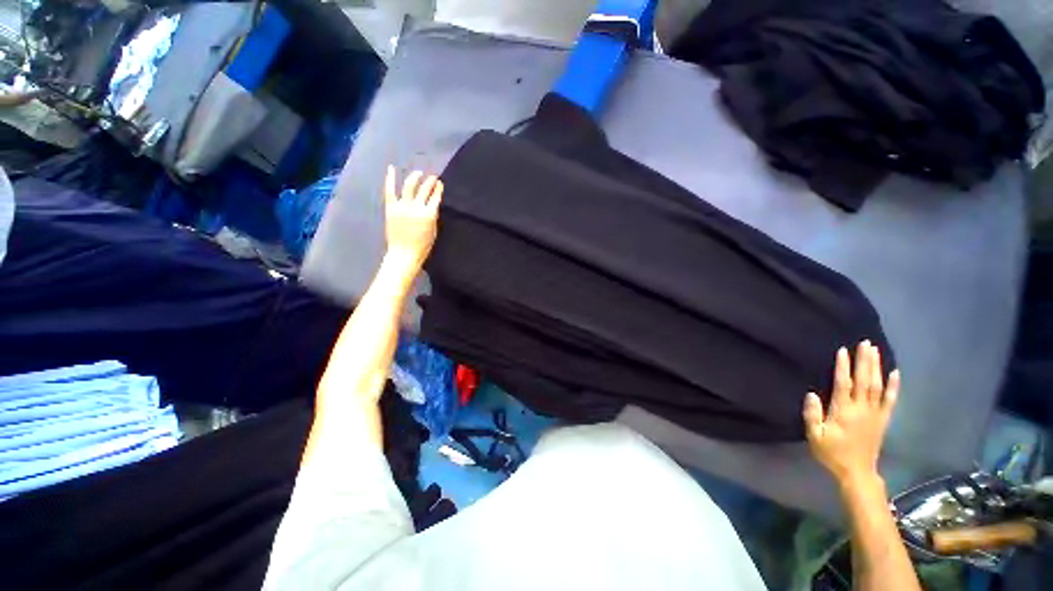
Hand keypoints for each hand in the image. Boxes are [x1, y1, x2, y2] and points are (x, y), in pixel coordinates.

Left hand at [383, 166, 442, 270]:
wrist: (404, 253)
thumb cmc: (422, 246)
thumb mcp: (433, 231)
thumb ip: (432, 216)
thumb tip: (432, 205)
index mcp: (429, 214)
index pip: (435, 197)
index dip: (438, 189)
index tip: (440, 183)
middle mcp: (416, 207)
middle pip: (424, 189)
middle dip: (430, 181)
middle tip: (432, 177)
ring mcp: (402, 206)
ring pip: (409, 186)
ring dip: (415, 177)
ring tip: (419, 173)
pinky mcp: (391, 208)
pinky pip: (390, 191)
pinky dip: (390, 179)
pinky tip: (391, 169)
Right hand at [803, 341, 900, 485]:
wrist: (857, 471)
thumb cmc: (832, 453)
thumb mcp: (815, 436)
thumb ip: (812, 415)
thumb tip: (811, 394)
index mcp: (844, 412)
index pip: (844, 385)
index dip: (843, 367)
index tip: (843, 350)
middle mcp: (862, 409)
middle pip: (864, 381)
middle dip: (864, 361)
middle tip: (865, 343)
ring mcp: (875, 414)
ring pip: (877, 386)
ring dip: (876, 368)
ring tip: (875, 351)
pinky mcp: (883, 419)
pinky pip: (890, 400)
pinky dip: (893, 386)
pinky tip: (895, 373)